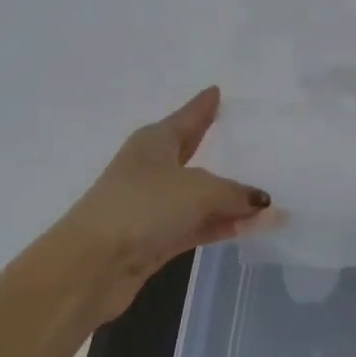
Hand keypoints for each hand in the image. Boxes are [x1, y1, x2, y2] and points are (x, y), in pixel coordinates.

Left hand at [59, 87, 270, 322]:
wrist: (90, 265)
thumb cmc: (143, 206)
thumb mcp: (198, 190)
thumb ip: (235, 194)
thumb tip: (264, 203)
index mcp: (155, 141)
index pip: (188, 116)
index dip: (204, 105)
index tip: (217, 91)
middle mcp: (152, 168)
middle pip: (193, 154)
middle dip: (218, 149)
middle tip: (248, 140)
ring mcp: (152, 206)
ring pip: (199, 196)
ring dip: (228, 199)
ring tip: (265, 198)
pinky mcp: (154, 240)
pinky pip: (196, 225)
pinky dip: (219, 225)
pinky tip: (248, 226)